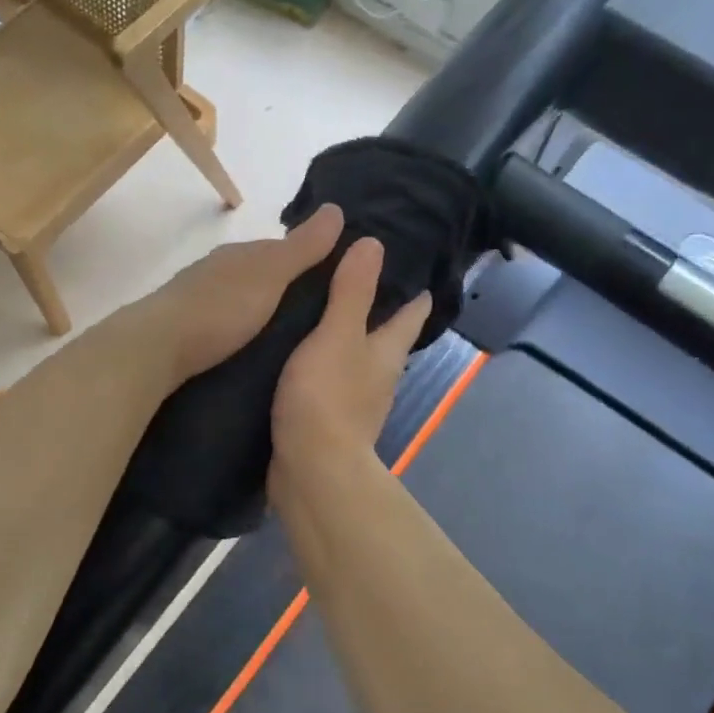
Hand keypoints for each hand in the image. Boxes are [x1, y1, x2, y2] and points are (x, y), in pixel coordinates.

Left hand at [135, 204, 345, 385]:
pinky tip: (251, 346)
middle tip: (318, 316)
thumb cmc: (219, 307)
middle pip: (260, 275)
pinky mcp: (186, 331)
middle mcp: (218, 271)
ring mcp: (198, 300)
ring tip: (290, 336)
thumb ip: (301, 248)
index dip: (310, 259)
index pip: (281, 249)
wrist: (157, 346)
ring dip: (262, 311)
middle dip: (286, 288)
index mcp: (240, 254)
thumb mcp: (269, 274)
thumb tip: (336, 208)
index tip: (337, 280)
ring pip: (241, 299)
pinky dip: (241, 329)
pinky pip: (224, 323)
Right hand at [270, 237, 431, 489]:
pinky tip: (299, 357)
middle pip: (386, 337)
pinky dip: (322, 365)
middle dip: (376, 310)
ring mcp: (355, 402)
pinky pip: (329, 382)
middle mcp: (378, 376)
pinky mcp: (328, 420)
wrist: (310, 469)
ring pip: (356, 360)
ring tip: (318, 311)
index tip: (408, 263)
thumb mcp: (337, 335)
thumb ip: (352, 292)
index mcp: (387, 352)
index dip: (414, 290)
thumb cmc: (327, 397)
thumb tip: (373, 243)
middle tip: (350, 276)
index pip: (411, 313)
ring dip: (345, 338)